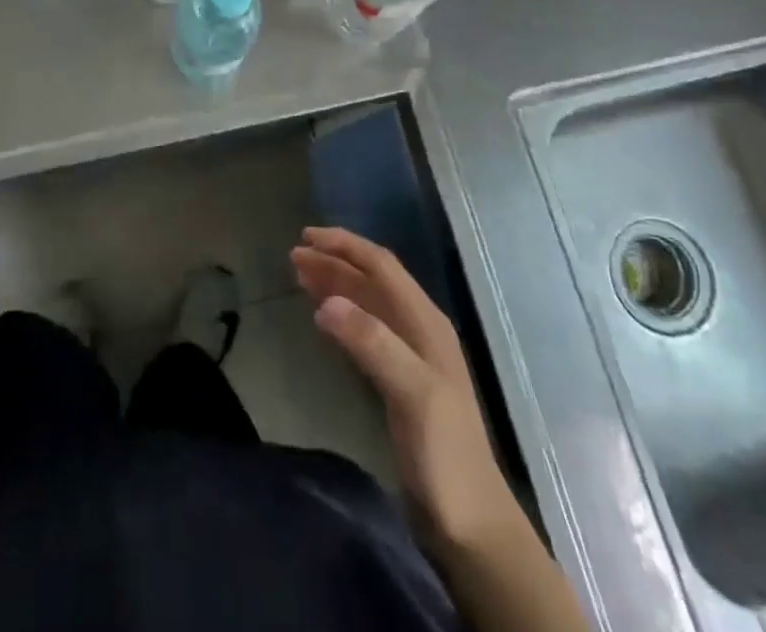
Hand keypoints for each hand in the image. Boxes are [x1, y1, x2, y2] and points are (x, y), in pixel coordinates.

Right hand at [291, 227, 514, 550]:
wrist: (472, 526)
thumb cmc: (444, 455)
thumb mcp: (412, 393)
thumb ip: (373, 343)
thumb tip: (326, 302)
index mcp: (426, 323)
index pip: (381, 267)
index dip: (345, 246)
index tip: (306, 238)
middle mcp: (419, 330)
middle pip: (372, 281)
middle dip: (334, 262)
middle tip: (294, 257)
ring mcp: (410, 356)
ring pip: (368, 303)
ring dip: (336, 284)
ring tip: (300, 275)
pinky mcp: (400, 382)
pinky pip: (366, 330)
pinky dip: (342, 314)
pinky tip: (325, 317)